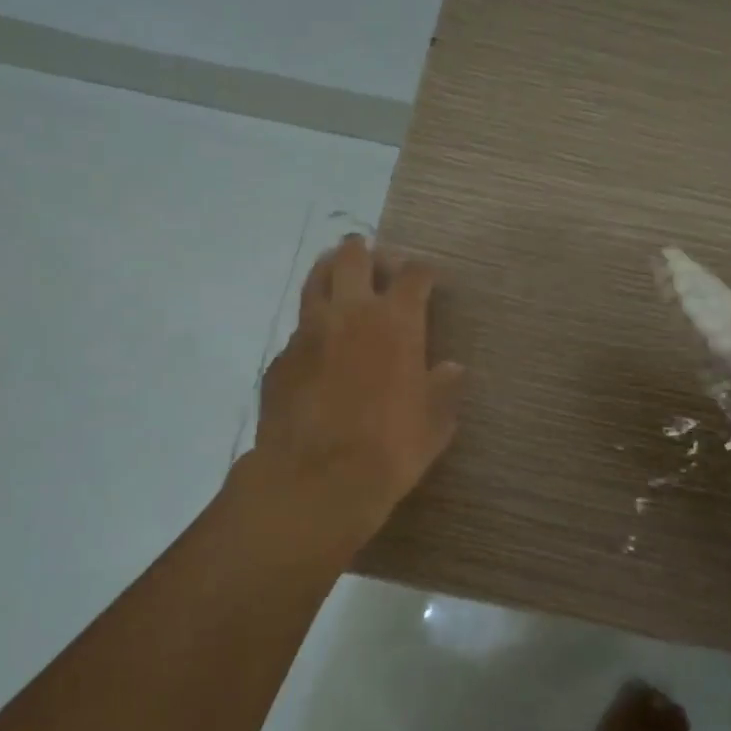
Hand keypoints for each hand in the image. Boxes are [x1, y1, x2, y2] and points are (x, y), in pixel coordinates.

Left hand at [251, 236, 464, 546]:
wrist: (316, 480)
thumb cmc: (390, 449)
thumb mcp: (434, 423)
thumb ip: (443, 390)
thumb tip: (450, 369)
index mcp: (396, 322)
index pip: (413, 275)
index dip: (422, 271)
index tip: (426, 277)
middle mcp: (351, 313)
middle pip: (354, 258)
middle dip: (365, 251)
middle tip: (372, 257)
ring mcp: (309, 332)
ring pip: (316, 279)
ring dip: (329, 271)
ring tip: (336, 275)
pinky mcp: (280, 358)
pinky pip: (298, 329)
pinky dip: (312, 328)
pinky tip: (317, 348)